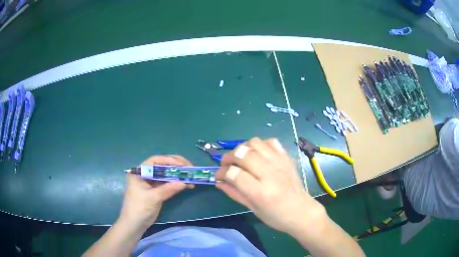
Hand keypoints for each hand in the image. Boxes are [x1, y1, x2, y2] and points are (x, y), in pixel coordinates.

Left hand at [118, 155, 193, 229]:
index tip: (181, 164)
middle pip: (162, 166)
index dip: (169, 160)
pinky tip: (187, 185)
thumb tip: (184, 182)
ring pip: (166, 175)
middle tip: (189, 167)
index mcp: (139, 172)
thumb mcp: (153, 198)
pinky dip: (176, 184)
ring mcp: (151, 183)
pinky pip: (168, 184)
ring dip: (178, 176)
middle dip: (176, 166)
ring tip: (191, 177)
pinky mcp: (156, 191)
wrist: (135, 224)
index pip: (155, 161)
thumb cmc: (139, 208)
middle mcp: (145, 174)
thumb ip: (167, 189)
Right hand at [215, 138, 324, 234]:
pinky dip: (260, 145)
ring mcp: (280, 163)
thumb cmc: (275, 216)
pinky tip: (257, 155)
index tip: (218, 175)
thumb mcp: (252, 208)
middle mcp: (271, 174)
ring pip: (255, 143)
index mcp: (261, 192)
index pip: (235, 173)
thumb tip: (218, 181)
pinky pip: (270, 142)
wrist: (301, 211)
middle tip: (226, 164)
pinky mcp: (287, 158)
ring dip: (243, 148)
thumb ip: (234, 193)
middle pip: (243, 154)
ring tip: (240, 158)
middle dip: (229, 157)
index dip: (222, 172)